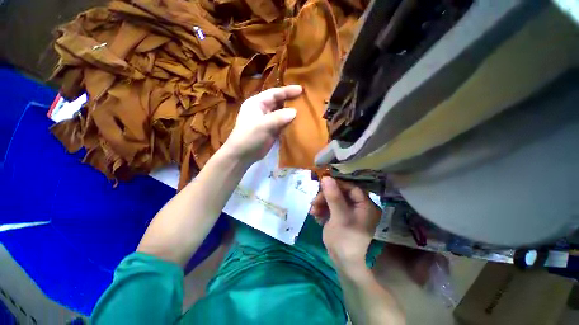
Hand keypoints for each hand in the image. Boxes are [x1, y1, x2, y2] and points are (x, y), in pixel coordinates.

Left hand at [222, 85, 302, 163]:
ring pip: (281, 113)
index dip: (287, 91)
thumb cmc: (249, 137)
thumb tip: (294, 111)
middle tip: (305, 99)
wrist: (242, 155)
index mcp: (257, 103)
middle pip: (278, 102)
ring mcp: (267, 120)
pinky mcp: (271, 130)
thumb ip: (278, 117)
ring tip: (305, 110)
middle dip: (290, 100)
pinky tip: (299, 122)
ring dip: (291, 112)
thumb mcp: (262, 125)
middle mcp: (262, 109)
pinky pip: (282, 123)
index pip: (274, 93)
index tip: (301, 89)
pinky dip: (290, 122)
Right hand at [310, 177, 381, 268]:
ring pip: (332, 200)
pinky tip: (315, 216)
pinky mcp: (338, 217)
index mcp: (364, 204)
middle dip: (325, 196)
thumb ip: (333, 197)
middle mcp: (357, 206)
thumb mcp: (340, 217)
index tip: (322, 184)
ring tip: (312, 211)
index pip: (350, 187)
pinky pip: (329, 208)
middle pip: (339, 193)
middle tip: (314, 202)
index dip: (336, 184)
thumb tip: (326, 177)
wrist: (345, 264)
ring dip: (321, 203)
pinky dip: (321, 210)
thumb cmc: (347, 240)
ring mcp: (347, 211)